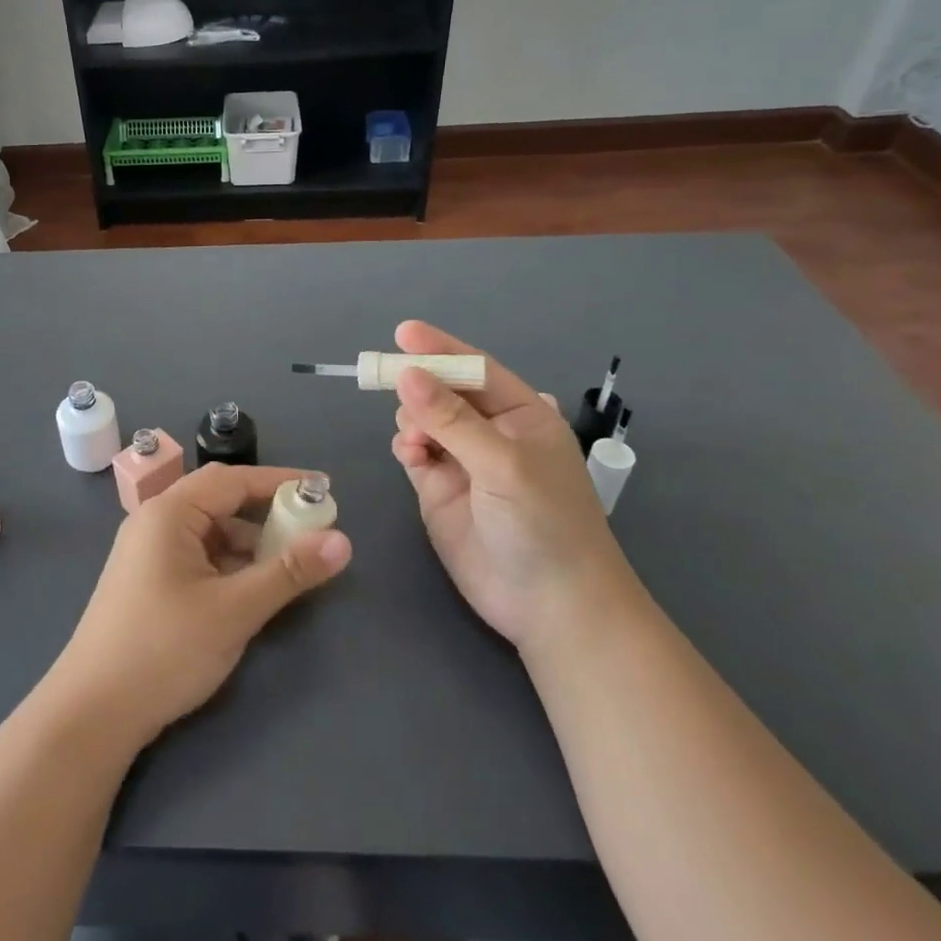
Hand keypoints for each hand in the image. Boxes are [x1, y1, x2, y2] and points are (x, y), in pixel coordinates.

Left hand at [46, 464, 351, 749]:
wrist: (92, 712)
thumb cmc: (164, 649)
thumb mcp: (235, 609)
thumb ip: (289, 572)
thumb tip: (342, 540)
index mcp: (169, 512)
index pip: (233, 479)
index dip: (281, 482)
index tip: (323, 489)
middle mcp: (155, 522)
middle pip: (220, 501)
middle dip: (266, 512)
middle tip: (311, 529)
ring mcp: (148, 552)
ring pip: (210, 532)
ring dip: (249, 543)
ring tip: (290, 565)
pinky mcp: (148, 581)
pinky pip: (198, 556)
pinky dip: (229, 564)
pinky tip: (252, 589)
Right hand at [390, 320, 636, 653]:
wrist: (551, 607)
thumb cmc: (545, 524)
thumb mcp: (502, 464)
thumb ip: (451, 419)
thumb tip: (406, 374)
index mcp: (522, 415)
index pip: (476, 370)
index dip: (441, 349)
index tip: (402, 332)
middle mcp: (491, 433)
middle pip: (444, 392)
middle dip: (419, 384)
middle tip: (389, 382)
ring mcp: (464, 462)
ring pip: (423, 420)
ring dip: (411, 418)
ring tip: (415, 438)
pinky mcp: (440, 490)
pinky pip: (414, 452)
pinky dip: (406, 446)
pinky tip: (409, 454)